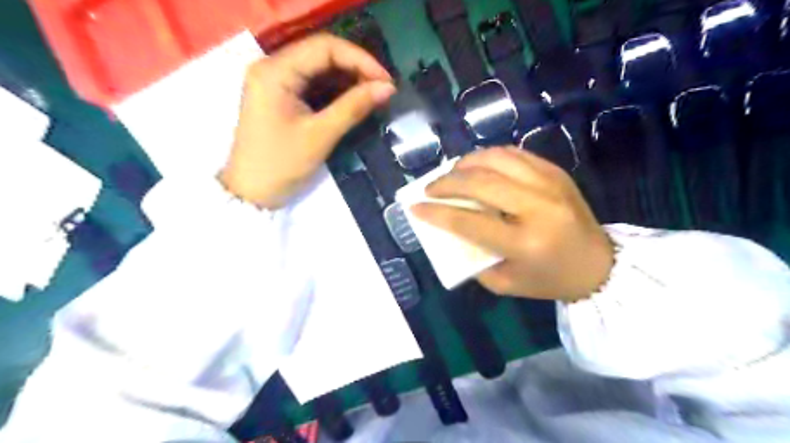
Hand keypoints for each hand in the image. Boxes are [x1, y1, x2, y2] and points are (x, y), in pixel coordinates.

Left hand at [219, 33, 393, 208]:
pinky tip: (354, 100)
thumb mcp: (320, 135)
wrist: (252, 193)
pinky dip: (335, 90)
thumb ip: (353, 107)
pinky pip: (312, 84)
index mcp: (275, 71)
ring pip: (319, 68)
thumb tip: (388, 88)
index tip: (386, 81)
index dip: (360, 59)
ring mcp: (274, 81)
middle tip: (383, 89)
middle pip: (321, 54)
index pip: (324, 47)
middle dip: (356, 68)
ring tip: (374, 94)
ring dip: (348, 79)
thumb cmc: (281, 165)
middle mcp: (272, 67)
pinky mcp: (280, 96)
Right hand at [410, 147, 613, 302]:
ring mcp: (550, 184)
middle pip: (480, 183)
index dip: (437, 213)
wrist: (597, 264)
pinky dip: (489, 157)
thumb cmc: (547, 279)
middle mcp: (538, 207)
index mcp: (525, 243)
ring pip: (496, 159)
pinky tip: (478, 167)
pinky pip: (514, 154)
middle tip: (430, 188)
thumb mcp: (504, 282)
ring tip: (452, 174)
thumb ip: (473, 257)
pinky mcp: (556, 172)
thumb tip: (448, 230)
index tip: (415, 207)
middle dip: (446, 182)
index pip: (469, 223)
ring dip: (466, 163)